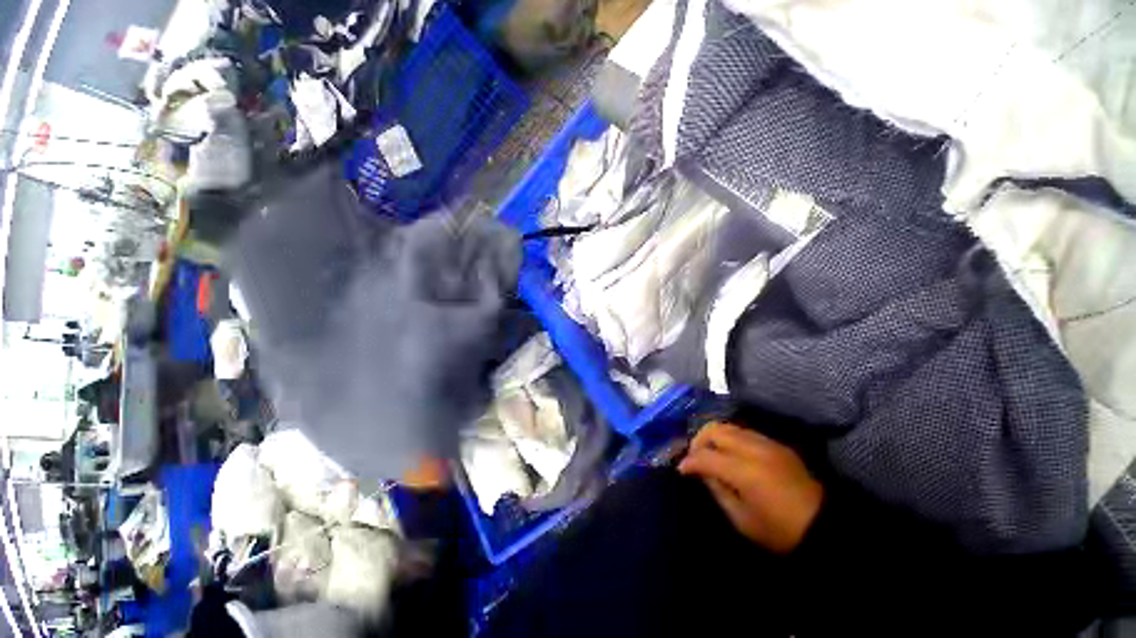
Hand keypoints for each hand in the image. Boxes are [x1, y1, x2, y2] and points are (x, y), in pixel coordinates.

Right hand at [678, 422, 822, 553]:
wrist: (824, 525)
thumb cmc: (780, 530)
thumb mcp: (742, 520)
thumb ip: (718, 491)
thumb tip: (702, 473)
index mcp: (744, 471)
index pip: (706, 456)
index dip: (689, 461)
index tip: (681, 469)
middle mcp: (753, 449)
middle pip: (714, 430)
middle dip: (698, 441)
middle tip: (695, 457)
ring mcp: (767, 443)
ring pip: (728, 426)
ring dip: (713, 437)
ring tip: (710, 454)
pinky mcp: (776, 444)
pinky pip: (744, 432)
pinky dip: (730, 438)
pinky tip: (730, 454)